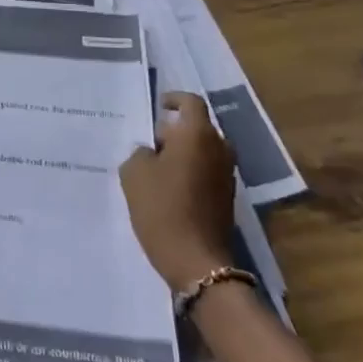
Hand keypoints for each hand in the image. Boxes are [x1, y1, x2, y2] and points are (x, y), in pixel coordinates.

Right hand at [119, 92, 235, 290]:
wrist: (196, 261)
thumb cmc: (162, 208)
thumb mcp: (135, 173)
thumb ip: (141, 152)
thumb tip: (151, 152)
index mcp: (197, 135)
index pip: (190, 102)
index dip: (174, 100)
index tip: (158, 106)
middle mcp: (219, 149)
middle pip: (198, 128)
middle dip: (175, 131)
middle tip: (150, 143)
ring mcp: (227, 175)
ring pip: (204, 151)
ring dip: (184, 153)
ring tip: (157, 168)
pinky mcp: (227, 198)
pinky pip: (207, 172)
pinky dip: (191, 172)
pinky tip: (170, 189)